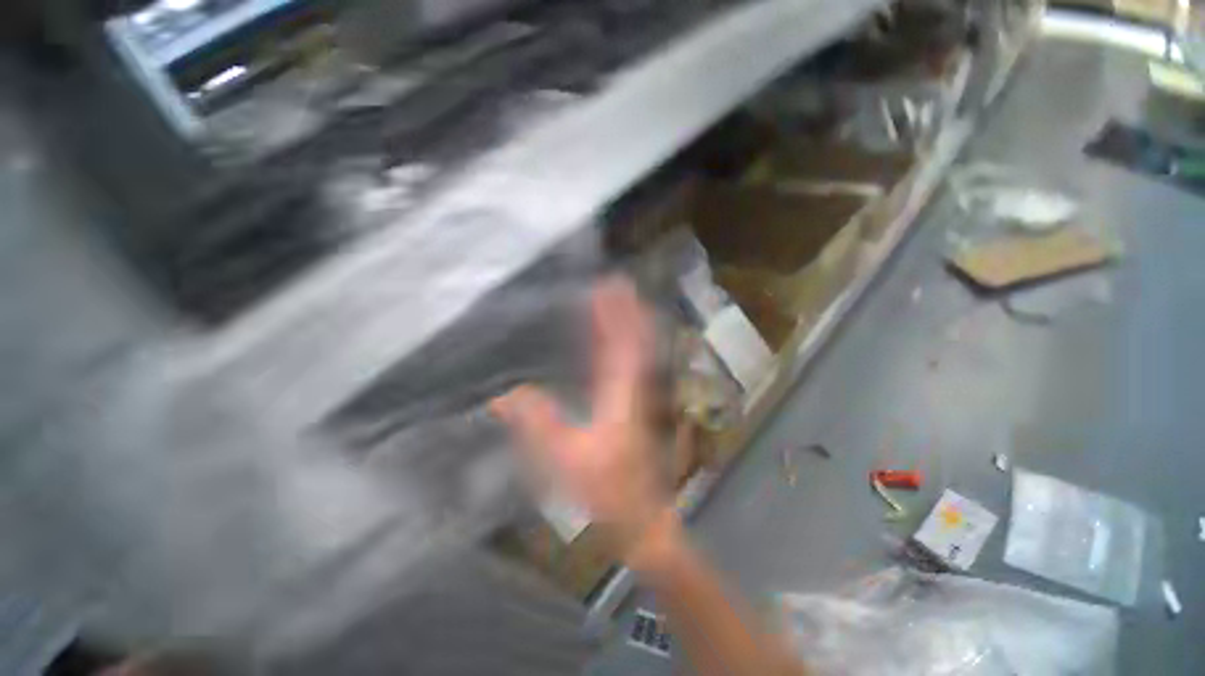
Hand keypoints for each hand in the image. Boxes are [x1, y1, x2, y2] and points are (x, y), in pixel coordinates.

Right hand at [492, 278, 669, 555]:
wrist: (641, 517)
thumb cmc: (606, 489)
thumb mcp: (565, 459)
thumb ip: (537, 424)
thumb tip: (502, 395)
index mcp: (622, 392)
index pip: (622, 342)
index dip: (617, 313)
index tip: (610, 286)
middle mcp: (634, 387)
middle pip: (634, 339)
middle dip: (625, 310)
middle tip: (614, 284)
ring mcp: (636, 396)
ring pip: (636, 351)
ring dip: (627, 324)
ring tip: (614, 301)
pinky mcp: (632, 407)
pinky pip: (629, 367)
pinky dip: (622, 347)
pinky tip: (611, 341)